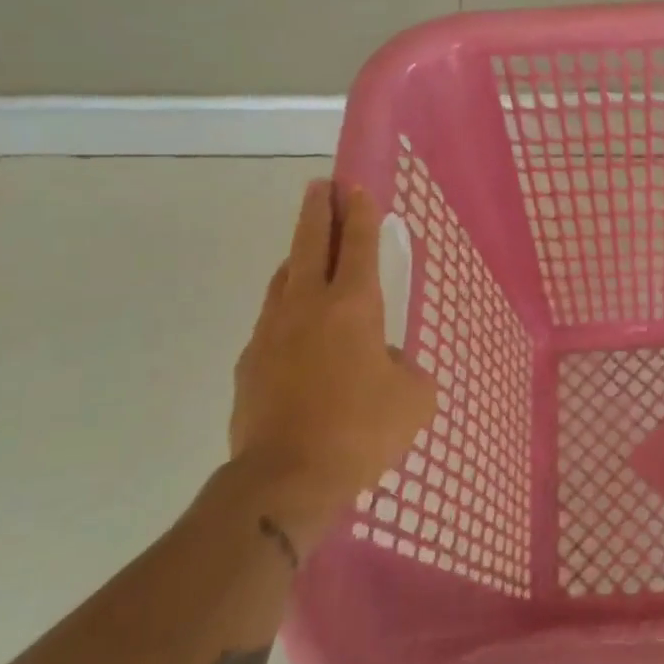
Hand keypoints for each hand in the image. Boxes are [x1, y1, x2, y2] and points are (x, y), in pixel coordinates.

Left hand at [228, 179, 435, 545]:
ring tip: (307, 248)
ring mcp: (271, 331)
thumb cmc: (362, 430)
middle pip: (310, 242)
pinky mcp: (249, 362)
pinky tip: (296, 326)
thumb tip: (386, 361)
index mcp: (353, 306)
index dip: (360, 213)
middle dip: (318, 210)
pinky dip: (287, 308)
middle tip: (321, 185)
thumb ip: (405, 368)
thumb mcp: (414, 398)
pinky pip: (272, 320)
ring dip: (298, 255)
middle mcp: (307, 306)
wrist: (285, 478)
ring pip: (284, 277)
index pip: (358, 244)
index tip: (355, 186)